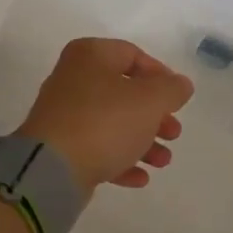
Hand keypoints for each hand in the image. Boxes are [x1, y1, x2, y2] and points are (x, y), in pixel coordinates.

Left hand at [15, 38, 194, 190]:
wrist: (52, 167)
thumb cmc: (105, 122)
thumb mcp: (150, 101)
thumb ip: (172, 89)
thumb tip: (179, 85)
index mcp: (91, 56)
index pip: (133, 55)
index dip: (161, 75)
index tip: (177, 99)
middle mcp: (73, 79)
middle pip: (124, 93)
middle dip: (155, 116)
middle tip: (173, 134)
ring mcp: (64, 114)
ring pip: (112, 123)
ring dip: (143, 142)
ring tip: (162, 162)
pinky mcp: (60, 146)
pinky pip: (97, 148)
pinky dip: (120, 159)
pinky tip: (140, 177)